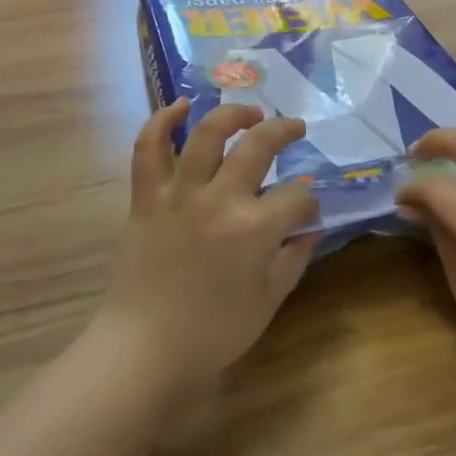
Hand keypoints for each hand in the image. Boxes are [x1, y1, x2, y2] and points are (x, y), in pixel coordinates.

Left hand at [97, 100, 320, 392]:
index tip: (306, 210)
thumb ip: (294, 258)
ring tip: (249, 113)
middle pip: (258, 146)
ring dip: (232, 114)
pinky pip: (148, 149)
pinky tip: (180, 106)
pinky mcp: (146, 197)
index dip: (308, 202)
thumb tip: (311, 227)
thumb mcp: (269, 300)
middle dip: (284, 130)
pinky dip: (161, 121)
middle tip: (294, 127)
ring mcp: (179, 193)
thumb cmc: (213, 332)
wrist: (145, 348)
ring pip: (207, 133)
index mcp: (254, 229)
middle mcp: (219, 199)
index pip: (297, 198)